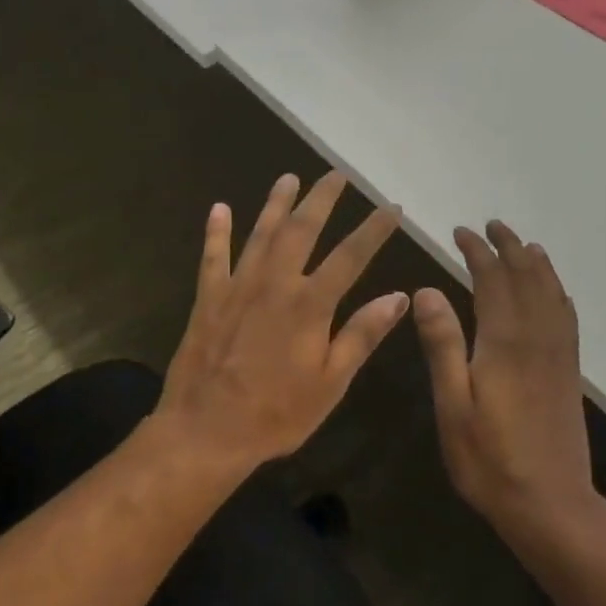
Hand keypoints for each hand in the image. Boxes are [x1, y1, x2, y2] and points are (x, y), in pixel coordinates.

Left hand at [156, 172, 408, 473]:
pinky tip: (219, 208)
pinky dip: (216, 232)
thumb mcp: (330, 382)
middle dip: (322, 200)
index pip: (351, 256)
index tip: (392, 207)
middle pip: (302, 230)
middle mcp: (274, 284)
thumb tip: (399, 297)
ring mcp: (237, 288)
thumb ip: (362, 335)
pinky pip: (212, 257)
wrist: (206, 430)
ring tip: (288, 178)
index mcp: (310, 305)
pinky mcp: (207, 299)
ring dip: (275, 204)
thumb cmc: (276, 414)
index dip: (374, 229)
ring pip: (259, 234)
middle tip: (337, 175)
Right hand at [414, 222, 593, 520]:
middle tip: (492, 226)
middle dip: (509, 248)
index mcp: (504, 342)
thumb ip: (442, 345)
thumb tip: (427, 290)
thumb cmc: (488, 459)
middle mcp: (537, 338)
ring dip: (536, 264)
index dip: (477, 252)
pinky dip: (558, 293)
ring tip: (525, 245)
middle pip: (527, 278)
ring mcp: (558, 355)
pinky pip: (567, 318)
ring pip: (551, 294)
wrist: (550, 504)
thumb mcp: (452, 405)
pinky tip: (554, 293)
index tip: (460, 232)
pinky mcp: (568, 372)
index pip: (492, 280)